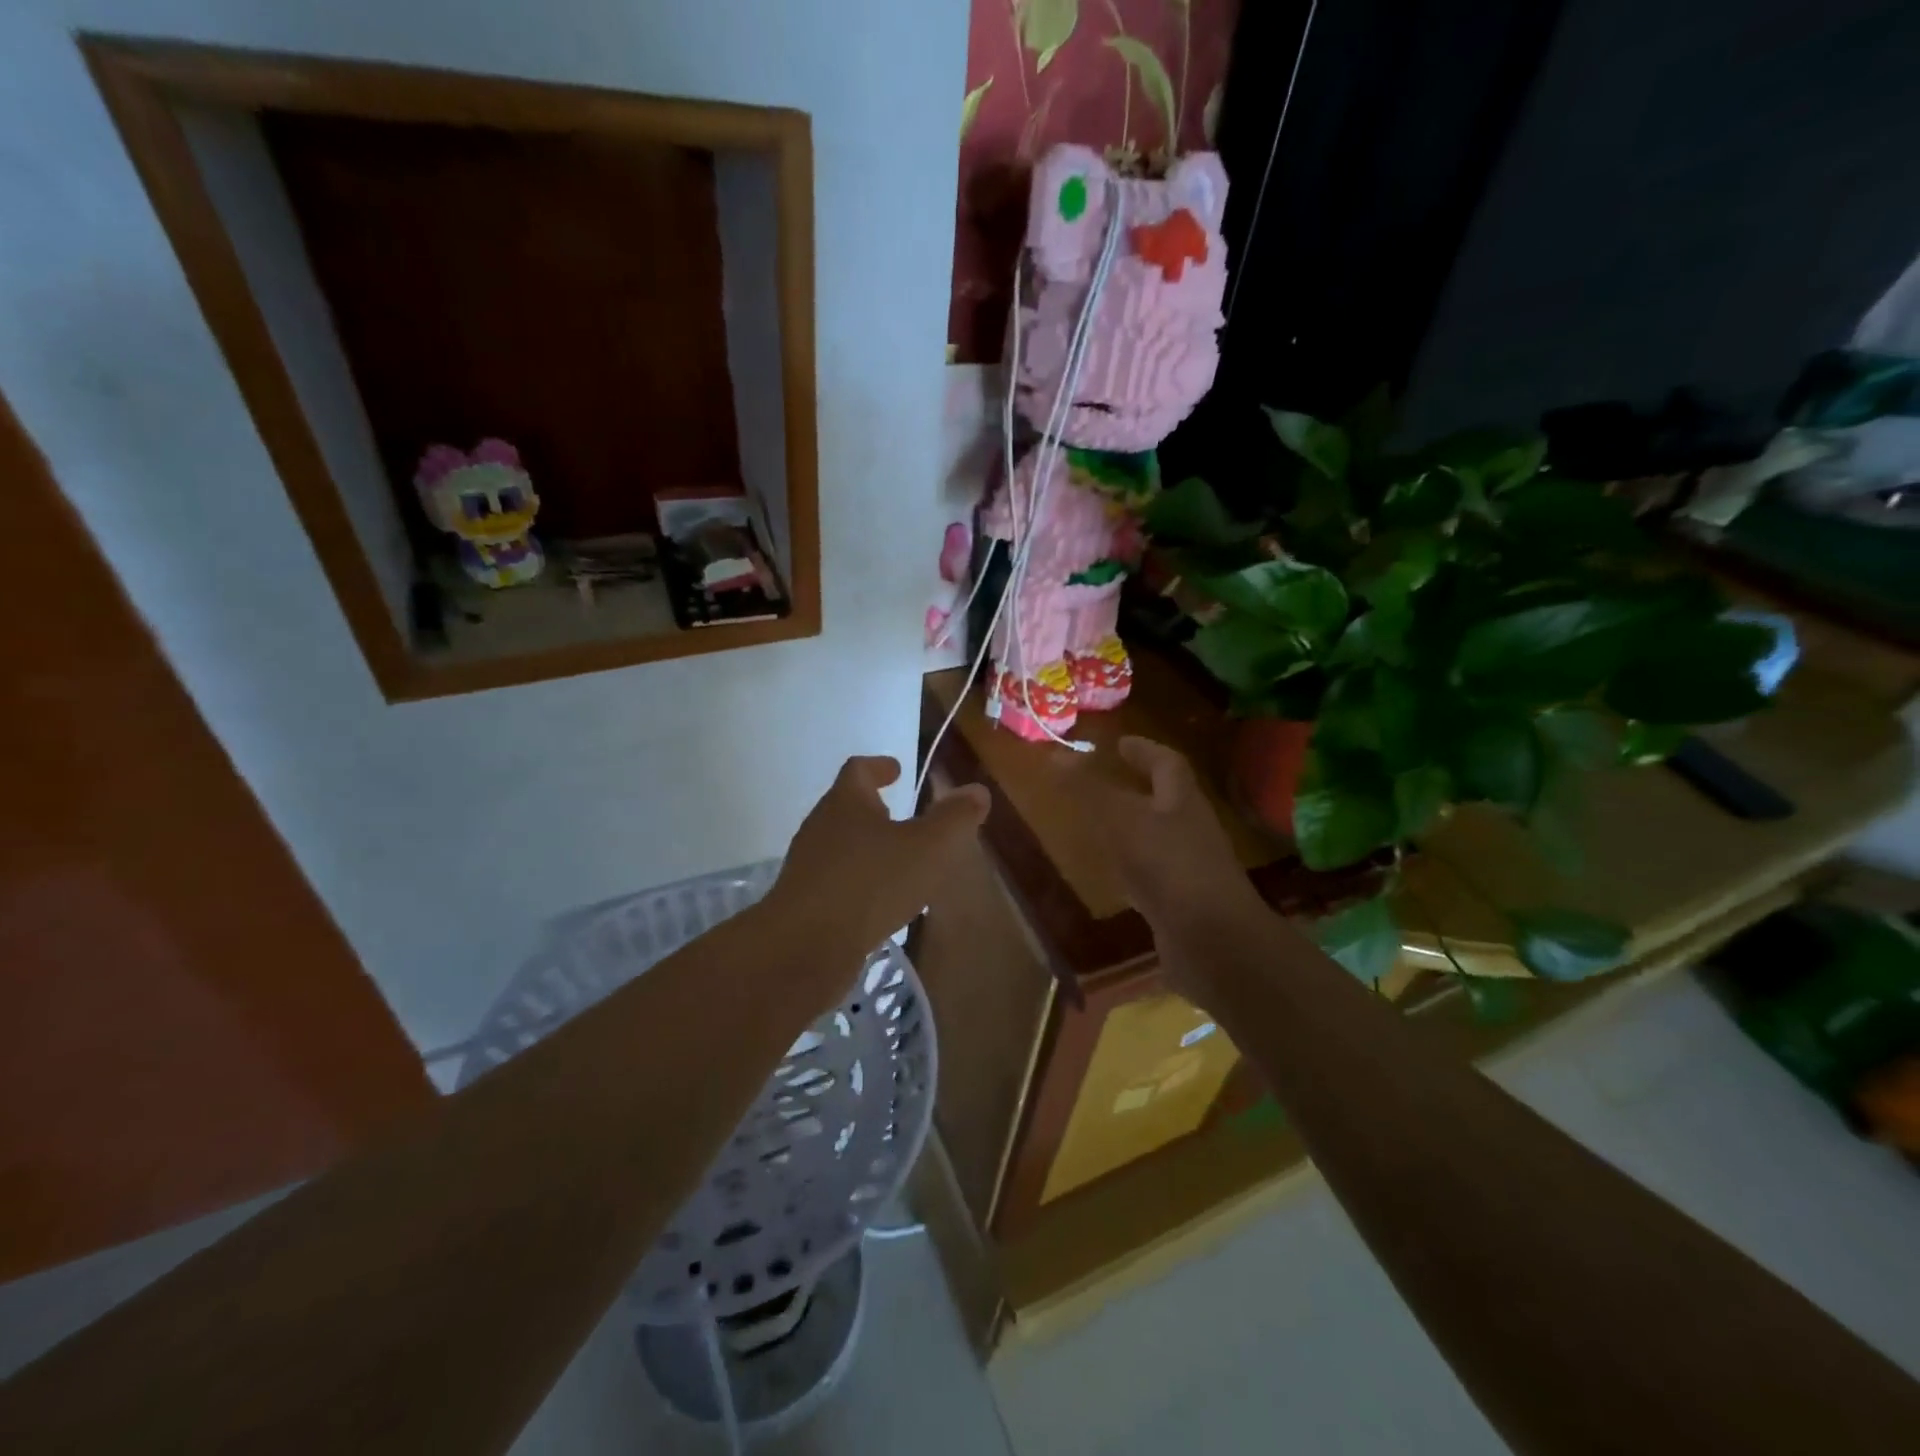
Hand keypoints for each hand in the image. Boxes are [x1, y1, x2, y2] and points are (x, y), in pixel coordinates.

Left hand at [768, 756, 990, 981]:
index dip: (879, 766)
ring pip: (840, 845)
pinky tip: (879, 901)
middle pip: (845, 806)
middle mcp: (821, 827)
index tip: (896, 768)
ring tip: (896, 859)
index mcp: (846, 803)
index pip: (859, 770)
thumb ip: (954, 818)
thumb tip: (976, 790)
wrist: (804, 948)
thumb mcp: (928, 847)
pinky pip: (836, 881)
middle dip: (873, 807)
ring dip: (866, 846)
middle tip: (900, 813)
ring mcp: (808, 866)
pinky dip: (859, 881)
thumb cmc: (871, 884)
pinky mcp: (804, 903)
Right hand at [1097, 737, 1269, 1002]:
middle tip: (1103, 781)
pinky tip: (1112, 876)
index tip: (1118, 743)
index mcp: (1183, 801)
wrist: (1214, 943)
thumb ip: (1089, 789)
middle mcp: (1190, 829)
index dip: (1143, 749)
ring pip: (1157, 836)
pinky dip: (1131, 867)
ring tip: (1099, 824)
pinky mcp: (1181, 902)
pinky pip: (1153, 873)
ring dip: (1132, 826)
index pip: (1167, 762)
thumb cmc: (1170, 867)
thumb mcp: (1122, 821)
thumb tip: (1055, 753)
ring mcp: (1189, 867)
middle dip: (1138, 786)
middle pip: (1166, 799)